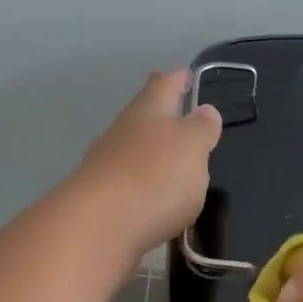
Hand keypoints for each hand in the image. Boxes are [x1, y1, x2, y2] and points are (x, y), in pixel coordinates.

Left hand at [63, 69, 222, 269]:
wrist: (96, 228)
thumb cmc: (153, 178)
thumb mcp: (192, 148)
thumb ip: (201, 129)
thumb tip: (205, 110)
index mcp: (147, 113)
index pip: (163, 86)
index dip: (176, 79)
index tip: (186, 73)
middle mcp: (121, 135)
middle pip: (141, 116)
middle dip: (159, 113)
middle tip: (175, 109)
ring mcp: (106, 169)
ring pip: (131, 151)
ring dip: (148, 151)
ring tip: (168, 157)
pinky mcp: (101, 204)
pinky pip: (127, 186)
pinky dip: (141, 185)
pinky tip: (152, 198)